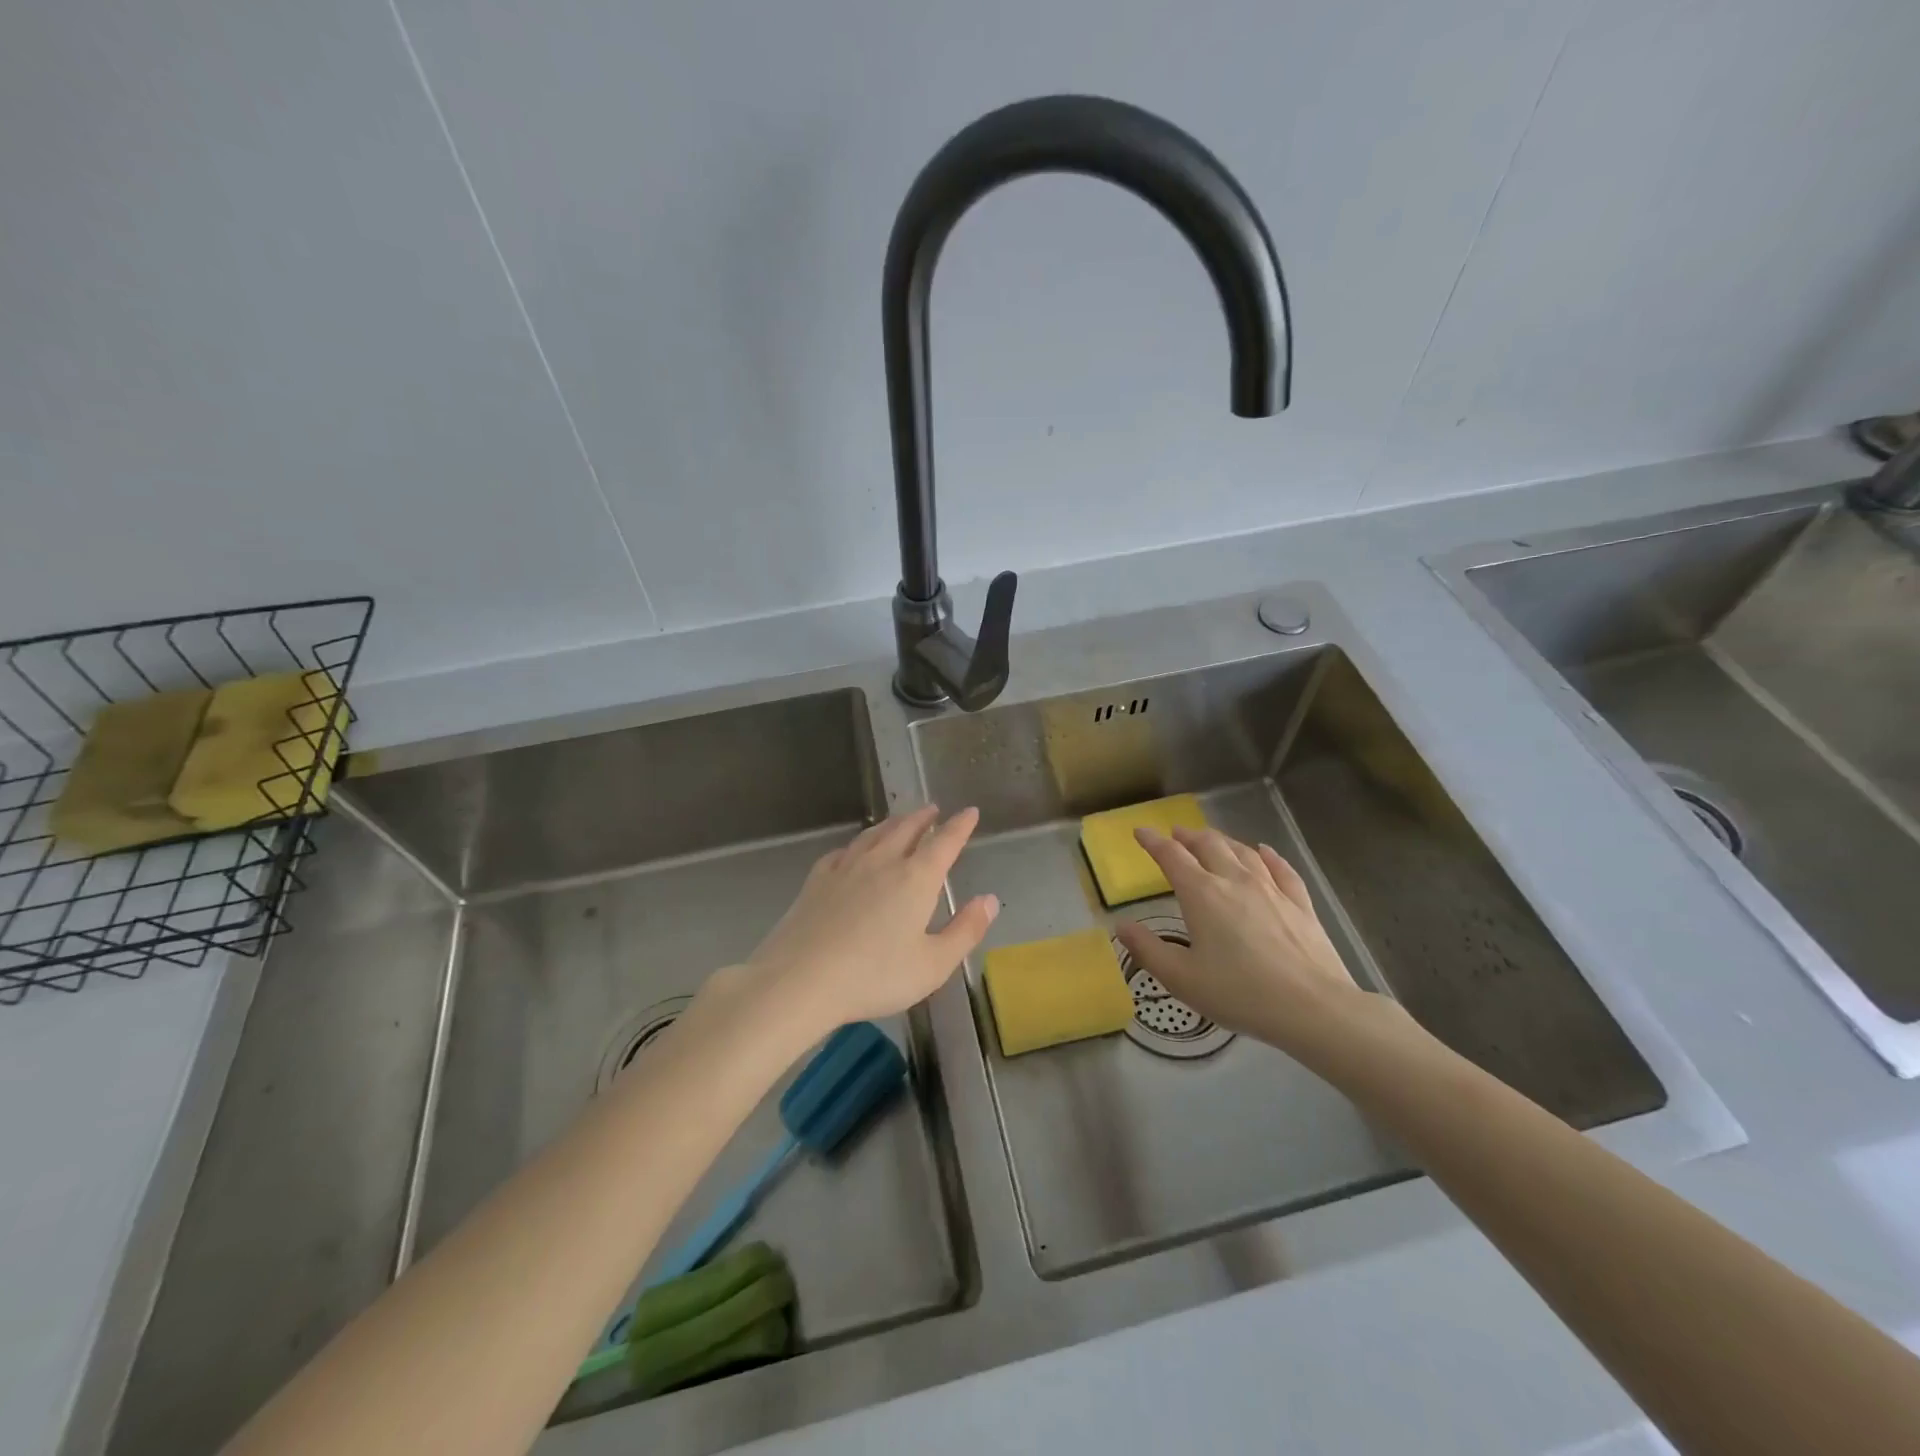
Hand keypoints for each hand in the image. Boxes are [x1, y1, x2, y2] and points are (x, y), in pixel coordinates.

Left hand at [740, 805, 996, 1036]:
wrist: (800, 980)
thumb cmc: (875, 976)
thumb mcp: (933, 964)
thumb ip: (965, 930)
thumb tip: (990, 900)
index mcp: (915, 879)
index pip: (944, 842)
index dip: (960, 826)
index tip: (970, 812)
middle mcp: (882, 862)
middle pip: (906, 830)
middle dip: (924, 818)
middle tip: (933, 810)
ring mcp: (846, 868)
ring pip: (874, 834)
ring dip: (892, 824)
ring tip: (900, 820)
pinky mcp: (817, 880)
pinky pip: (843, 851)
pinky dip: (857, 844)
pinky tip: (853, 851)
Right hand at [1113, 826, 1381, 1060]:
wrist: (1313, 1008)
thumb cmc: (1240, 994)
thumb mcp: (1182, 979)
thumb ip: (1148, 950)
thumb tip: (1121, 926)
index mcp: (1202, 894)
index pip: (1172, 857)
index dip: (1153, 842)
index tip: (1140, 831)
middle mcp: (1235, 881)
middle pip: (1209, 846)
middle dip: (1189, 836)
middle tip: (1177, 834)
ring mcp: (1272, 889)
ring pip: (1243, 852)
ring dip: (1223, 841)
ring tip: (1212, 840)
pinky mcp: (1300, 904)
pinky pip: (1281, 869)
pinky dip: (1268, 855)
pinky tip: (1264, 851)